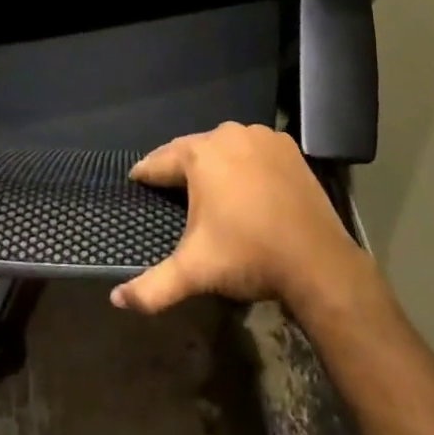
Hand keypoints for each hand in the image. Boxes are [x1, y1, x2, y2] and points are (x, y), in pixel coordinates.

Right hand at [110, 122, 374, 318]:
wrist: (316, 258)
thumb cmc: (248, 256)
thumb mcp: (195, 272)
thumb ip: (153, 287)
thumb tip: (117, 300)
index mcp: (200, 155)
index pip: (160, 161)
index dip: (146, 173)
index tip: (136, 179)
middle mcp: (227, 134)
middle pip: (193, 148)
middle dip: (179, 166)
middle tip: (168, 184)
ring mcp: (259, 136)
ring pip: (225, 145)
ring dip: (214, 161)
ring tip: (207, 185)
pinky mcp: (286, 145)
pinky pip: (254, 148)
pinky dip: (245, 161)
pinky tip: (245, 182)